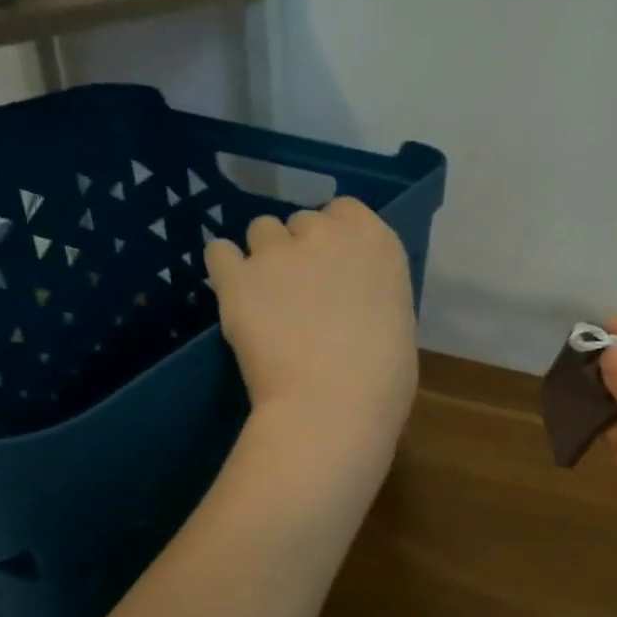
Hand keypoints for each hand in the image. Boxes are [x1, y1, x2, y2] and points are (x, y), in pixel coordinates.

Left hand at [204, 199, 417, 456]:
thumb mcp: (396, 321)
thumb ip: (371, 294)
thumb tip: (352, 301)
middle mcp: (326, 233)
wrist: (332, 406)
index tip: (337, 268)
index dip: (337, 237)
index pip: (347, 210)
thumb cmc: (384, 378)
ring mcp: (277, 252)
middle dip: (302, 249)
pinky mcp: (237, 278)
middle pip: (303, 221)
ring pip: (261, 231)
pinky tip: (235, 294)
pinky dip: (226, 269)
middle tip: (304, 292)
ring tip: (268, 297)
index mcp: (376, 242)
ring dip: (265, 256)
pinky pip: (219, 253)